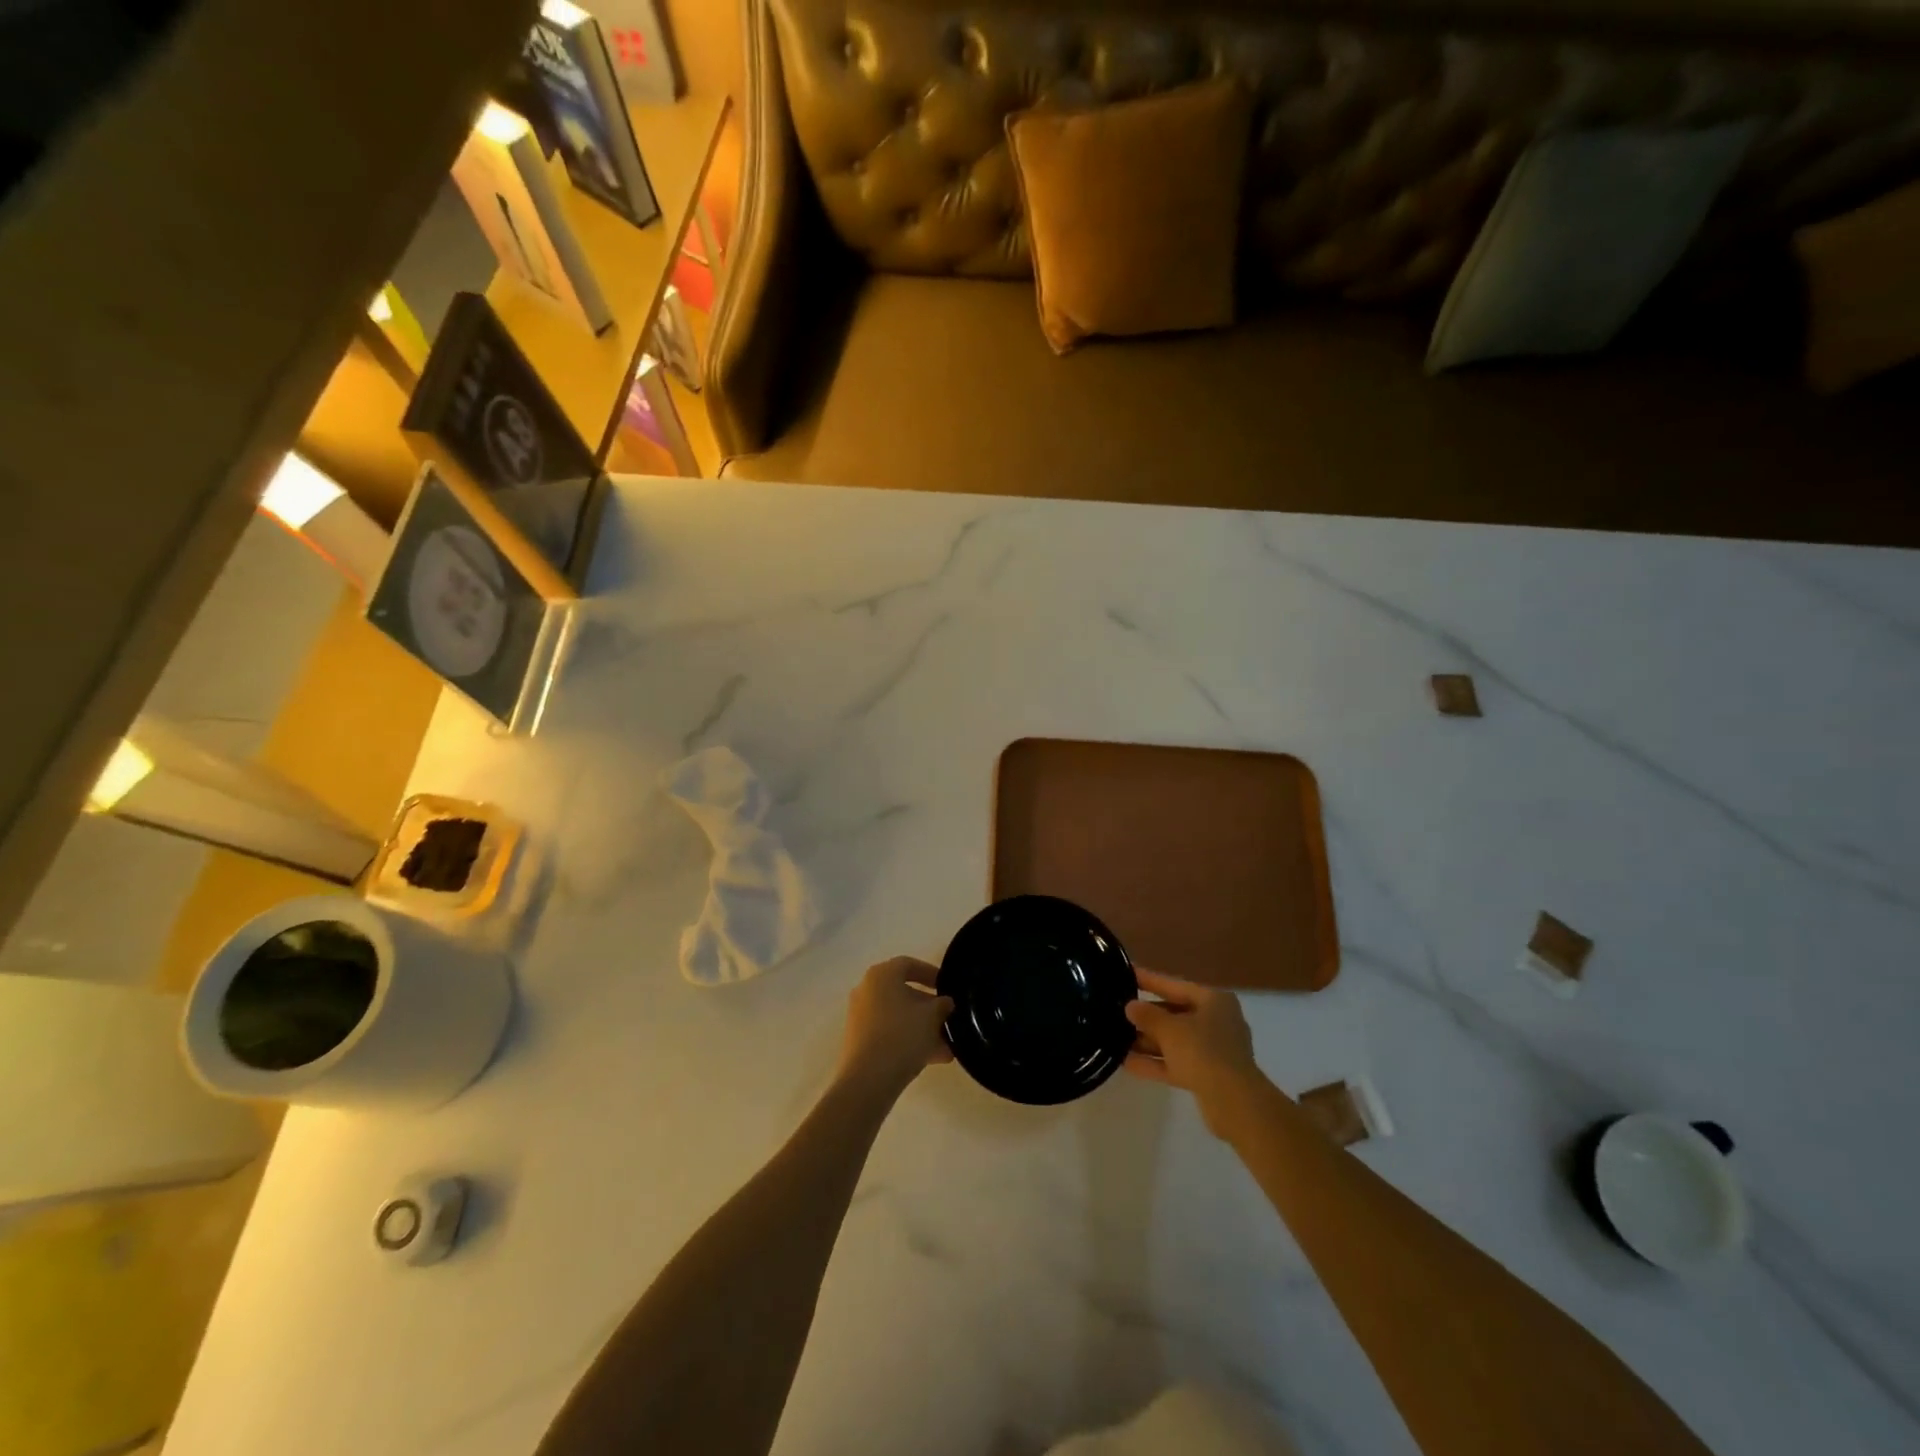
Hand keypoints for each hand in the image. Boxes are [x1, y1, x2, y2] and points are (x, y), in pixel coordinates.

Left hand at [835, 957, 953, 1100]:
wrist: (868, 1080)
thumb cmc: (902, 1036)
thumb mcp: (932, 1017)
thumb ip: (942, 1005)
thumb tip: (945, 1002)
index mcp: (882, 975)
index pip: (909, 964)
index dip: (930, 973)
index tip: (946, 987)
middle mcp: (867, 990)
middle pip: (903, 992)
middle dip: (929, 1007)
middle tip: (948, 1020)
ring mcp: (860, 1016)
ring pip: (898, 1016)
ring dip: (922, 1028)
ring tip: (946, 1047)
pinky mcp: (858, 1040)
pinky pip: (889, 1033)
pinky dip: (908, 1040)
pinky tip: (932, 1059)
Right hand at [1124, 968, 1269, 1137]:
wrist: (1234, 1102)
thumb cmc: (1203, 1051)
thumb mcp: (1169, 1028)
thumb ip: (1147, 1015)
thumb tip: (1131, 1006)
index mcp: (1214, 1001)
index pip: (1175, 985)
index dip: (1149, 979)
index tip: (1126, 972)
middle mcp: (1217, 1022)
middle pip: (1175, 1014)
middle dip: (1146, 1016)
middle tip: (1117, 1010)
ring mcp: (1214, 1051)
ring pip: (1174, 1041)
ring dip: (1147, 1041)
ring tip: (1116, 1037)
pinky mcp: (1208, 1076)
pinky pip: (1176, 1063)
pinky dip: (1155, 1062)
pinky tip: (1126, 1063)